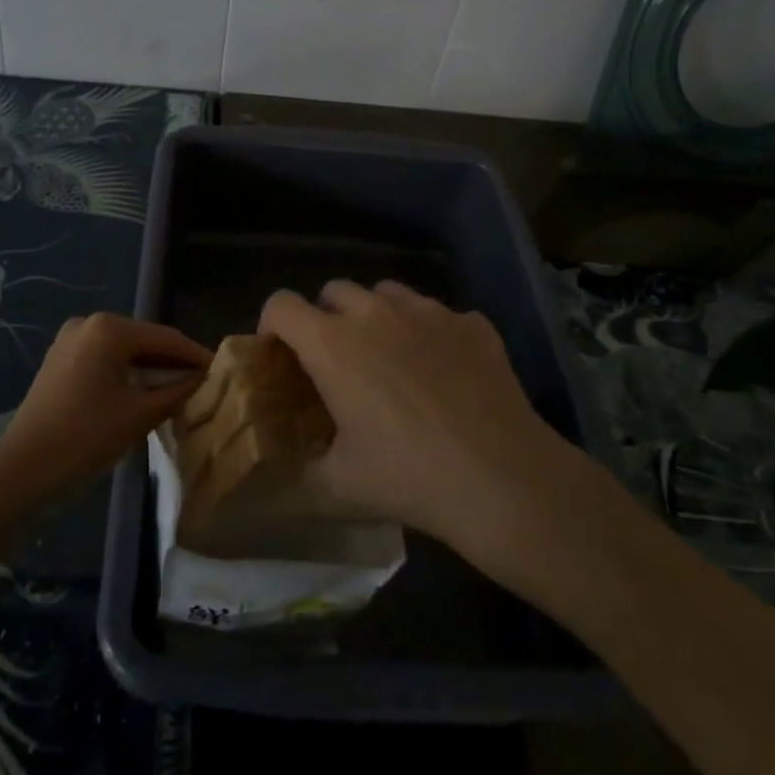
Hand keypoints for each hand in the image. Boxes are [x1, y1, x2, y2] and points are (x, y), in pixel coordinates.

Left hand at [0, 313, 210, 498]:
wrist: (21, 472)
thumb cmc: (85, 437)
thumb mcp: (139, 414)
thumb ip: (177, 391)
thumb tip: (205, 379)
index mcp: (109, 328)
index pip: (166, 338)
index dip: (196, 355)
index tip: (223, 371)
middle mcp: (89, 323)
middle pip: (145, 341)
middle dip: (174, 362)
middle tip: (205, 383)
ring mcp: (70, 341)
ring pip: (125, 351)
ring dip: (152, 369)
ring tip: (183, 390)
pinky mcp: (61, 361)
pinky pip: (106, 360)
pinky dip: (128, 374)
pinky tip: (148, 393)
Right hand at [259, 281, 571, 554]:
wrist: (502, 478)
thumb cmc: (410, 476)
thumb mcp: (341, 483)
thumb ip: (308, 465)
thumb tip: (297, 463)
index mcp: (333, 344)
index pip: (281, 305)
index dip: (272, 323)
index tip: (280, 352)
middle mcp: (375, 313)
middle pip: (334, 290)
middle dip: (326, 317)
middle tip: (337, 360)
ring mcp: (428, 311)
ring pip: (386, 292)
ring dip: (376, 315)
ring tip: (390, 356)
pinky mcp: (470, 322)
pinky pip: (437, 314)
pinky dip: (428, 332)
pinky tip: (443, 370)